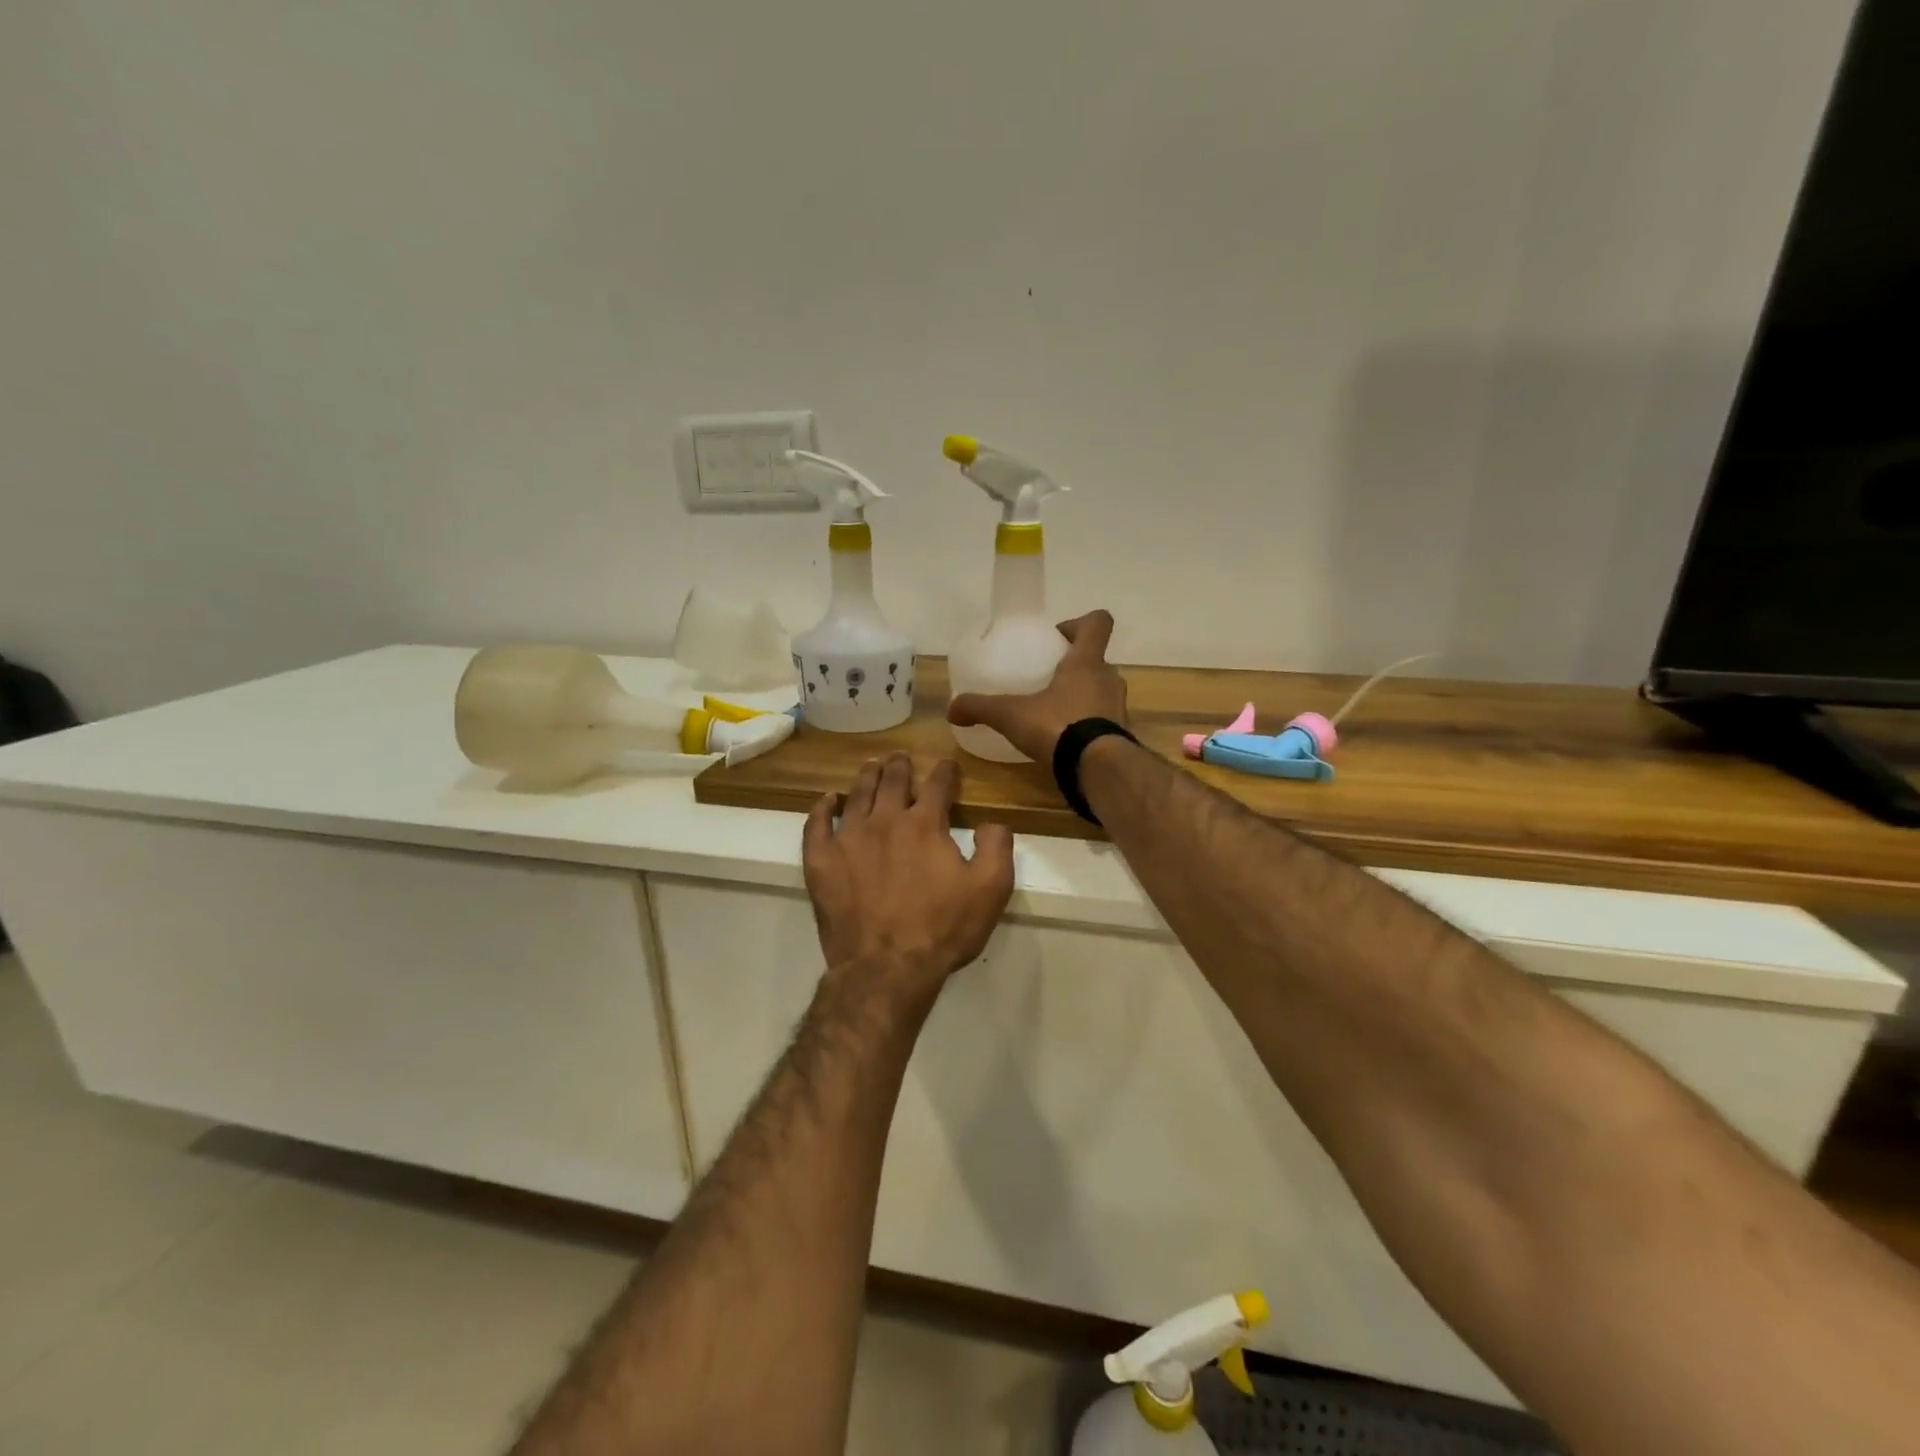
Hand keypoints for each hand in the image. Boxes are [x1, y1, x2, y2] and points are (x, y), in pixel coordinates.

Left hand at [803, 754, 1015, 1005]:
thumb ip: (996, 847)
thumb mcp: (991, 890)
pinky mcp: (821, 862)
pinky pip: (816, 826)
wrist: (886, 968)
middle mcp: (885, 821)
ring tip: (870, 766)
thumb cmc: (942, 929)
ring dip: (866, 777)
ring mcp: (848, 839)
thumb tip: (991, 822)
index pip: (937, 785)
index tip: (947, 764)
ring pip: (856, 796)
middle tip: (900, 756)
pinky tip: (826, 801)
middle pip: (892, 782)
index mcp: (925, 824)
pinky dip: (821, 809)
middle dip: (900, 766)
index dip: (945, 772)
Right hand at [947, 610, 1128, 762]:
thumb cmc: (1058, 726)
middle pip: (1097, 660)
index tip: (1058, 637)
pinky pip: (1105, 722)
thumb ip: (981, 707)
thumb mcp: (1011, 715)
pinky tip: (1067, 741)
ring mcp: (1119, 709)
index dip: (1080, 623)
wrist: (1098, 769)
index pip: (1098, 623)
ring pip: (1103, 691)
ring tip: (1056, 712)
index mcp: (1086, 662)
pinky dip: (1089, 726)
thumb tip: (952, 709)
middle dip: (1076, 666)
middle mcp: (1109, 679)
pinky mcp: (1120, 737)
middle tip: (1049, 679)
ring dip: (1085, 696)